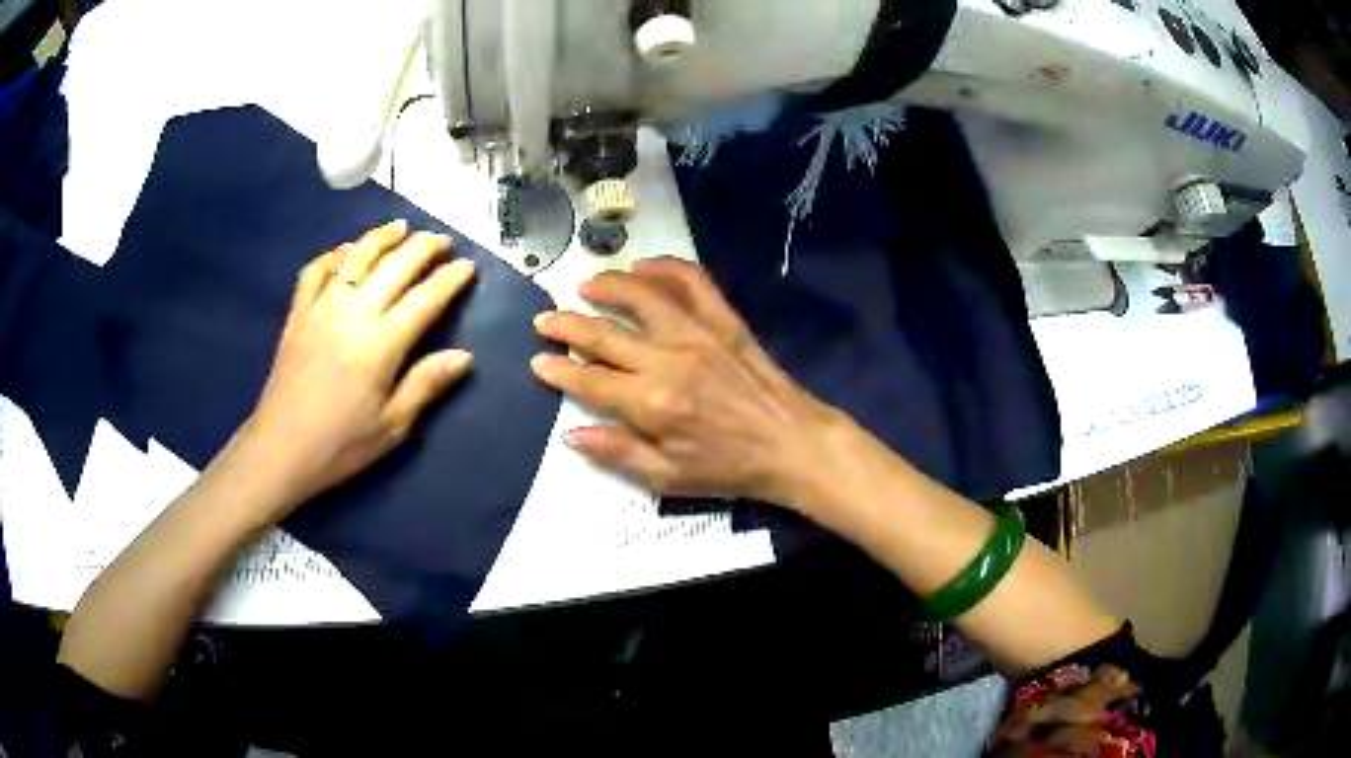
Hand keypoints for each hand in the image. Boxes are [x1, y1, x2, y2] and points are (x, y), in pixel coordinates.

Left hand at [236, 220, 476, 514]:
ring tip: (401, 227)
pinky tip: (346, 252)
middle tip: (442, 240)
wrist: (280, 450)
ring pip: (356, 257)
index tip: (467, 265)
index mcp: (381, 344)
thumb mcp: (392, 426)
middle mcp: (354, 314)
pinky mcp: (298, 314)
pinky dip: (333, 255)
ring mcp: (322, 308)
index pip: (425, 298)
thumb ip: (426, 385)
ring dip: (382, 237)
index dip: (450, 278)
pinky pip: (316, 271)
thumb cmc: (340, 445)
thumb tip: (464, 356)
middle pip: (394, 266)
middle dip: (423, 247)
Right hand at [530, 257, 842, 506]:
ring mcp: (698, 334)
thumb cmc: (729, 468)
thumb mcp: (668, 478)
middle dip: (566, 324)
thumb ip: (617, 452)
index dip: (558, 370)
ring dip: (608, 286)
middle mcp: (669, 360)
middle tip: (543, 318)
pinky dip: (666, 267)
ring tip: (585, 285)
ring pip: (642, 296)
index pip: (589, 379)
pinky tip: (644, 266)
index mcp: (652, 404)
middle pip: (604, 334)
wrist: (791, 444)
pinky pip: (693, 282)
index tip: (537, 360)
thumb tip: (571, 433)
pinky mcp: (725, 321)